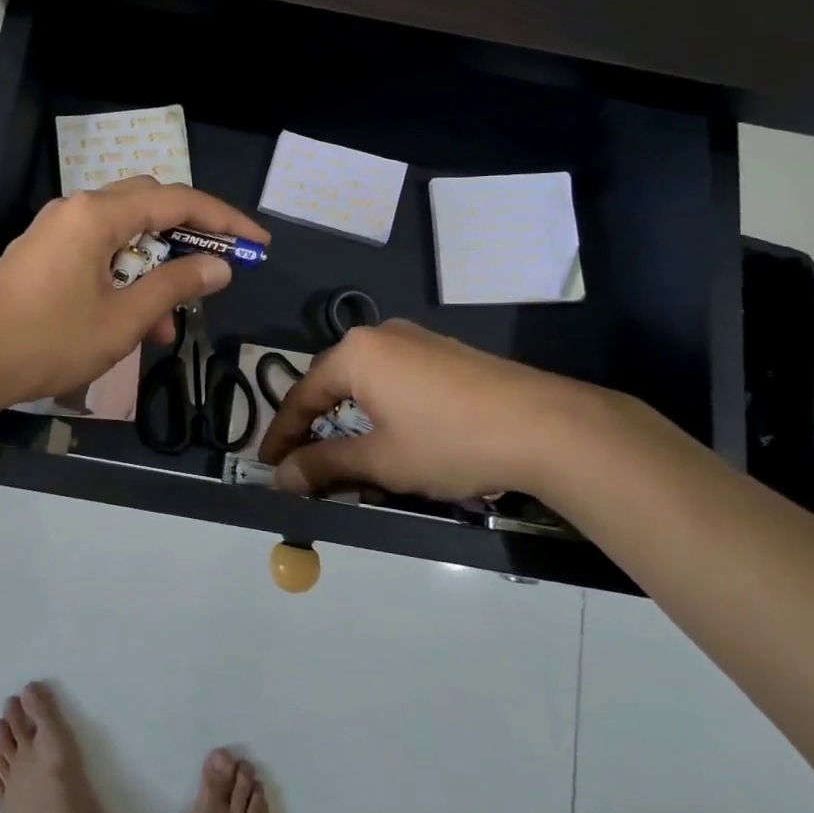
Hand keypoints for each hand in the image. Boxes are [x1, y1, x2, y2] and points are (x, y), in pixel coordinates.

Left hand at [0, 176, 269, 410]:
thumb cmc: (47, 340)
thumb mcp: (122, 319)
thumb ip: (175, 286)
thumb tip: (219, 265)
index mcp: (98, 214)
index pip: (177, 201)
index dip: (223, 220)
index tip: (257, 244)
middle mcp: (77, 210)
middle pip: (149, 206)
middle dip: (188, 237)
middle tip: (217, 269)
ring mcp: (55, 231)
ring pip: (123, 235)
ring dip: (153, 268)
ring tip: (169, 322)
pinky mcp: (42, 254)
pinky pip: (97, 252)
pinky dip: (124, 277)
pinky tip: (133, 320)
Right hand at [257, 320, 592, 500]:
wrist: (546, 426)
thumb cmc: (449, 441)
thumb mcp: (381, 460)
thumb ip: (324, 465)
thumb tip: (279, 477)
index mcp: (355, 354)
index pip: (301, 395)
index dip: (281, 434)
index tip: (267, 464)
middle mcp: (380, 335)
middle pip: (332, 381)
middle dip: (315, 421)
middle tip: (304, 459)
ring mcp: (417, 339)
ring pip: (366, 379)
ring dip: (349, 414)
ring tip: (346, 450)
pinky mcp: (445, 352)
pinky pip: (396, 376)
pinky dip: (382, 405)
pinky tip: (393, 431)